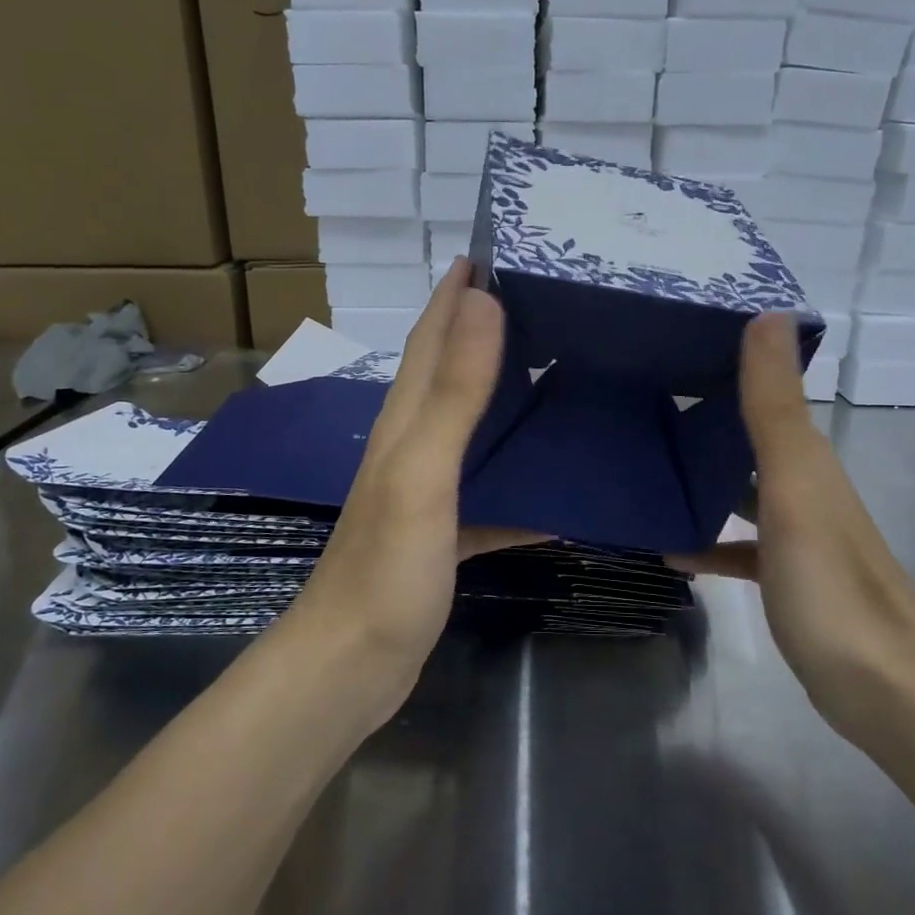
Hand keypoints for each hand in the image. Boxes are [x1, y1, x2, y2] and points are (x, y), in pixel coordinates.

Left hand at [285, 259, 539, 712]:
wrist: (353, 663)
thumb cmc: (387, 569)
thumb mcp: (423, 473)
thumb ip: (453, 394)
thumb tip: (483, 302)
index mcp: (405, 422)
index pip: (431, 338)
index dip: (455, 293)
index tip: (495, 251)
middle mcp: (413, 447)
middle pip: (450, 374)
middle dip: (486, 332)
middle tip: (546, 307)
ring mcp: (428, 493)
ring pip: (472, 430)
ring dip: (507, 401)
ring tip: (561, 379)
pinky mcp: (444, 534)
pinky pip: (490, 494)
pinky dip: (521, 484)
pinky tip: (560, 491)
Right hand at [669, 313, 914, 743]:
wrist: (882, 688)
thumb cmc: (829, 583)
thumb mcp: (796, 486)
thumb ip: (775, 408)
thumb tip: (768, 314)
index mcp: (808, 460)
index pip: (766, 395)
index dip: (727, 366)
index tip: (671, 347)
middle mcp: (807, 489)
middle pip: (751, 441)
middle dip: (704, 422)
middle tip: (641, 406)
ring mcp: (799, 538)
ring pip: (743, 492)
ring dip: (703, 481)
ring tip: (646, 472)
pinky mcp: (789, 580)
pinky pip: (741, 547)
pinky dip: (711, 542)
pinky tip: (674, 550)